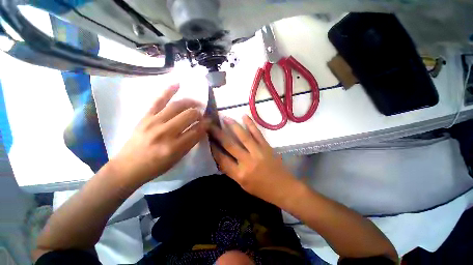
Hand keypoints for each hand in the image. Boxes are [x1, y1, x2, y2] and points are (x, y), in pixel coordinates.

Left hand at [111, 84, 210, 184]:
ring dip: (190, 102)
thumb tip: (201, 129)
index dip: (206, 125)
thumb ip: (190, 143)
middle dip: (199, 114)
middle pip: (189, 115)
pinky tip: (178, 84)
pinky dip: (169, 91)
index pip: (197, 131)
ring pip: (177, 106)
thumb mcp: (177, 158)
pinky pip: (158, 100)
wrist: (128, 167)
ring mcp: (154, 122)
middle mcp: (166, 133)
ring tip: (196, 103)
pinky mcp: (145, 117)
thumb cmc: (156, 166)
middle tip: (202, 115)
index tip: (210, 122)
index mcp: (175, 147)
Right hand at [209, 115, 299, 205]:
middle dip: (218, 134)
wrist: (283, 187)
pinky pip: (257, 133)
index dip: (214, 148)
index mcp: (240, 174)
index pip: (222, 159)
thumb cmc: (261, 189)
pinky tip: (244, 116)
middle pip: (230, 145)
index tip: (209, 139)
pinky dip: (250, 124)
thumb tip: (221, 157)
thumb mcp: (242, 184)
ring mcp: (258, 152)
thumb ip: (231, 171)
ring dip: (233, 126)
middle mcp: (247, 162)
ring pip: (243, 136)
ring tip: (225, 118)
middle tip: (211, 125)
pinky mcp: (266, 146)